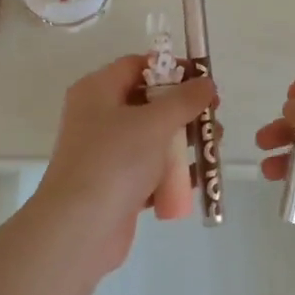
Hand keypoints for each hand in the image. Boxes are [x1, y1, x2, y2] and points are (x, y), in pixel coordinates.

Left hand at [29, 56, 216, 272]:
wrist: (80, 228)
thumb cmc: (115, 161)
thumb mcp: (155, 122)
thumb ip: (185, 99)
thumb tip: (206, 83)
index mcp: (98, 91)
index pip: (137, 66)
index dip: (170, 68)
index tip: (202, 80)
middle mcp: (98, 117)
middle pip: (148, 102)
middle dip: (184, 109)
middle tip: (214, 116)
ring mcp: (107, 153)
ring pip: (153, 138)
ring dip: (184, 141)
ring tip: (214, 147)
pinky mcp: (117, 185)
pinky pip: (151, 170)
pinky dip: (173, 172)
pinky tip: (199, 176)